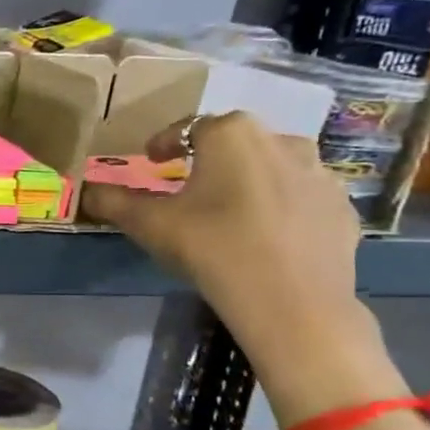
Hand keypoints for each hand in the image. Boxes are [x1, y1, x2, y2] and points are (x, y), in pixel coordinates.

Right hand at [86, 111, 403, 419]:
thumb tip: (87, 191)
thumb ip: (115, 202)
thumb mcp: (149, 224)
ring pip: (273, 167)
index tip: (152, 160)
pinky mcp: (342, 209)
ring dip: (248, 180)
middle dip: (210, 159)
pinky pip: (301, 198)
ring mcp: (320, 175)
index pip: (189, 127)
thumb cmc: (212, 247)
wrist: (292, 302)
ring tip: (228, 211)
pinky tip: (264, 236)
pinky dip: (280, 207)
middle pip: (235, 142)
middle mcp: (281, 141)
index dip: (165, 143)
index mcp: (232, 135)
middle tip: (188, 187)